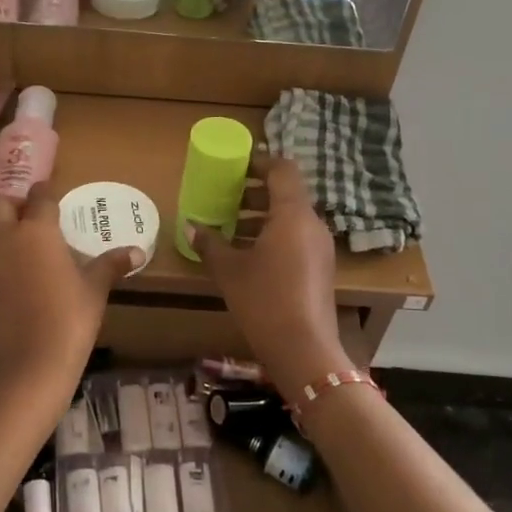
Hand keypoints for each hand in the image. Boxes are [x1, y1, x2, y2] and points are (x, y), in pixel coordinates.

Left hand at [0, 184, 141, 418]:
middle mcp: (6, 241)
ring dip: (8, 230)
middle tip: (38, 214)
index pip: (38, 197)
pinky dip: (7, 258)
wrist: (24, 371)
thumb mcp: (95, 292)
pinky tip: (30, 275)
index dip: (46, 192)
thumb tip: (137, 251)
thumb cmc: (67, 322)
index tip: (55, 192)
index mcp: (35, 231)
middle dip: (14, 202)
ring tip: (39, 244)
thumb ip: (111, 265)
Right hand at [191, 155, 351, 396]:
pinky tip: (247, 255)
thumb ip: (209, 244)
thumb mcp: (229, 270)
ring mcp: (320, 248)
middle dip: (255, 192)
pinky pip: (296, 238)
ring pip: (291, 218)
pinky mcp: (320, 269)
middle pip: (286, 194)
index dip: (260, 162)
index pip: (283, 170)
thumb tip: (190, 226)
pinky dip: (272, 236)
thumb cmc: (264, 300)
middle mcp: (312, 224)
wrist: (304, 350)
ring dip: (261, 216)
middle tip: (225, 197)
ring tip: (230, 228)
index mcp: (293, 214)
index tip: (235, 165)